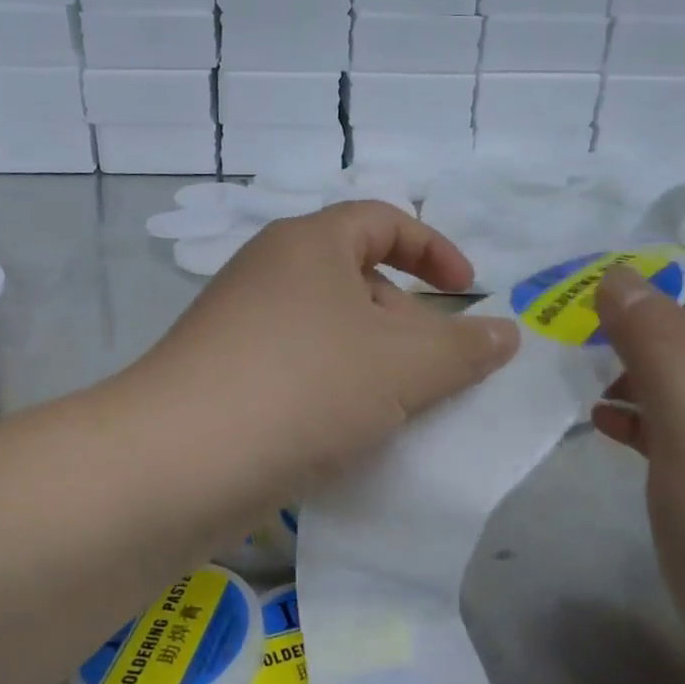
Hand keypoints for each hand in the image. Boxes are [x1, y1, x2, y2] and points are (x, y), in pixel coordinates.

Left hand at [134, 201, 519, 509]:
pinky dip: (330, 393)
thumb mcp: (403, 366)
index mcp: (307, 244)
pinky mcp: (220, 379)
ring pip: (326, 333)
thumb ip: (464, 347)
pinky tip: (346, 437)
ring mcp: (236, 327)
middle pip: (356, 279)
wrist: (178, 463)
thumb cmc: (304, 388)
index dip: (434, 250)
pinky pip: (294, 371)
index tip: (470, 292)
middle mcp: (266, 273)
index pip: (383, 220)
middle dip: (407, 321)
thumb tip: (506, 333)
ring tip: (398, 412)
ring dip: (371, 365)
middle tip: (436, 373)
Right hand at [590, 265, 684, 683]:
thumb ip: (660, 343)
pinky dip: (640, 420)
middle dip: (630, 323)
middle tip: (562, 333)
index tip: (578, 289)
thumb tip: (619, 277)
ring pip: (684, 383)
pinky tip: (603, 429)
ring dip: (630, 370)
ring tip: (571, 377)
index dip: (646, 278)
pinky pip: (681, 432)